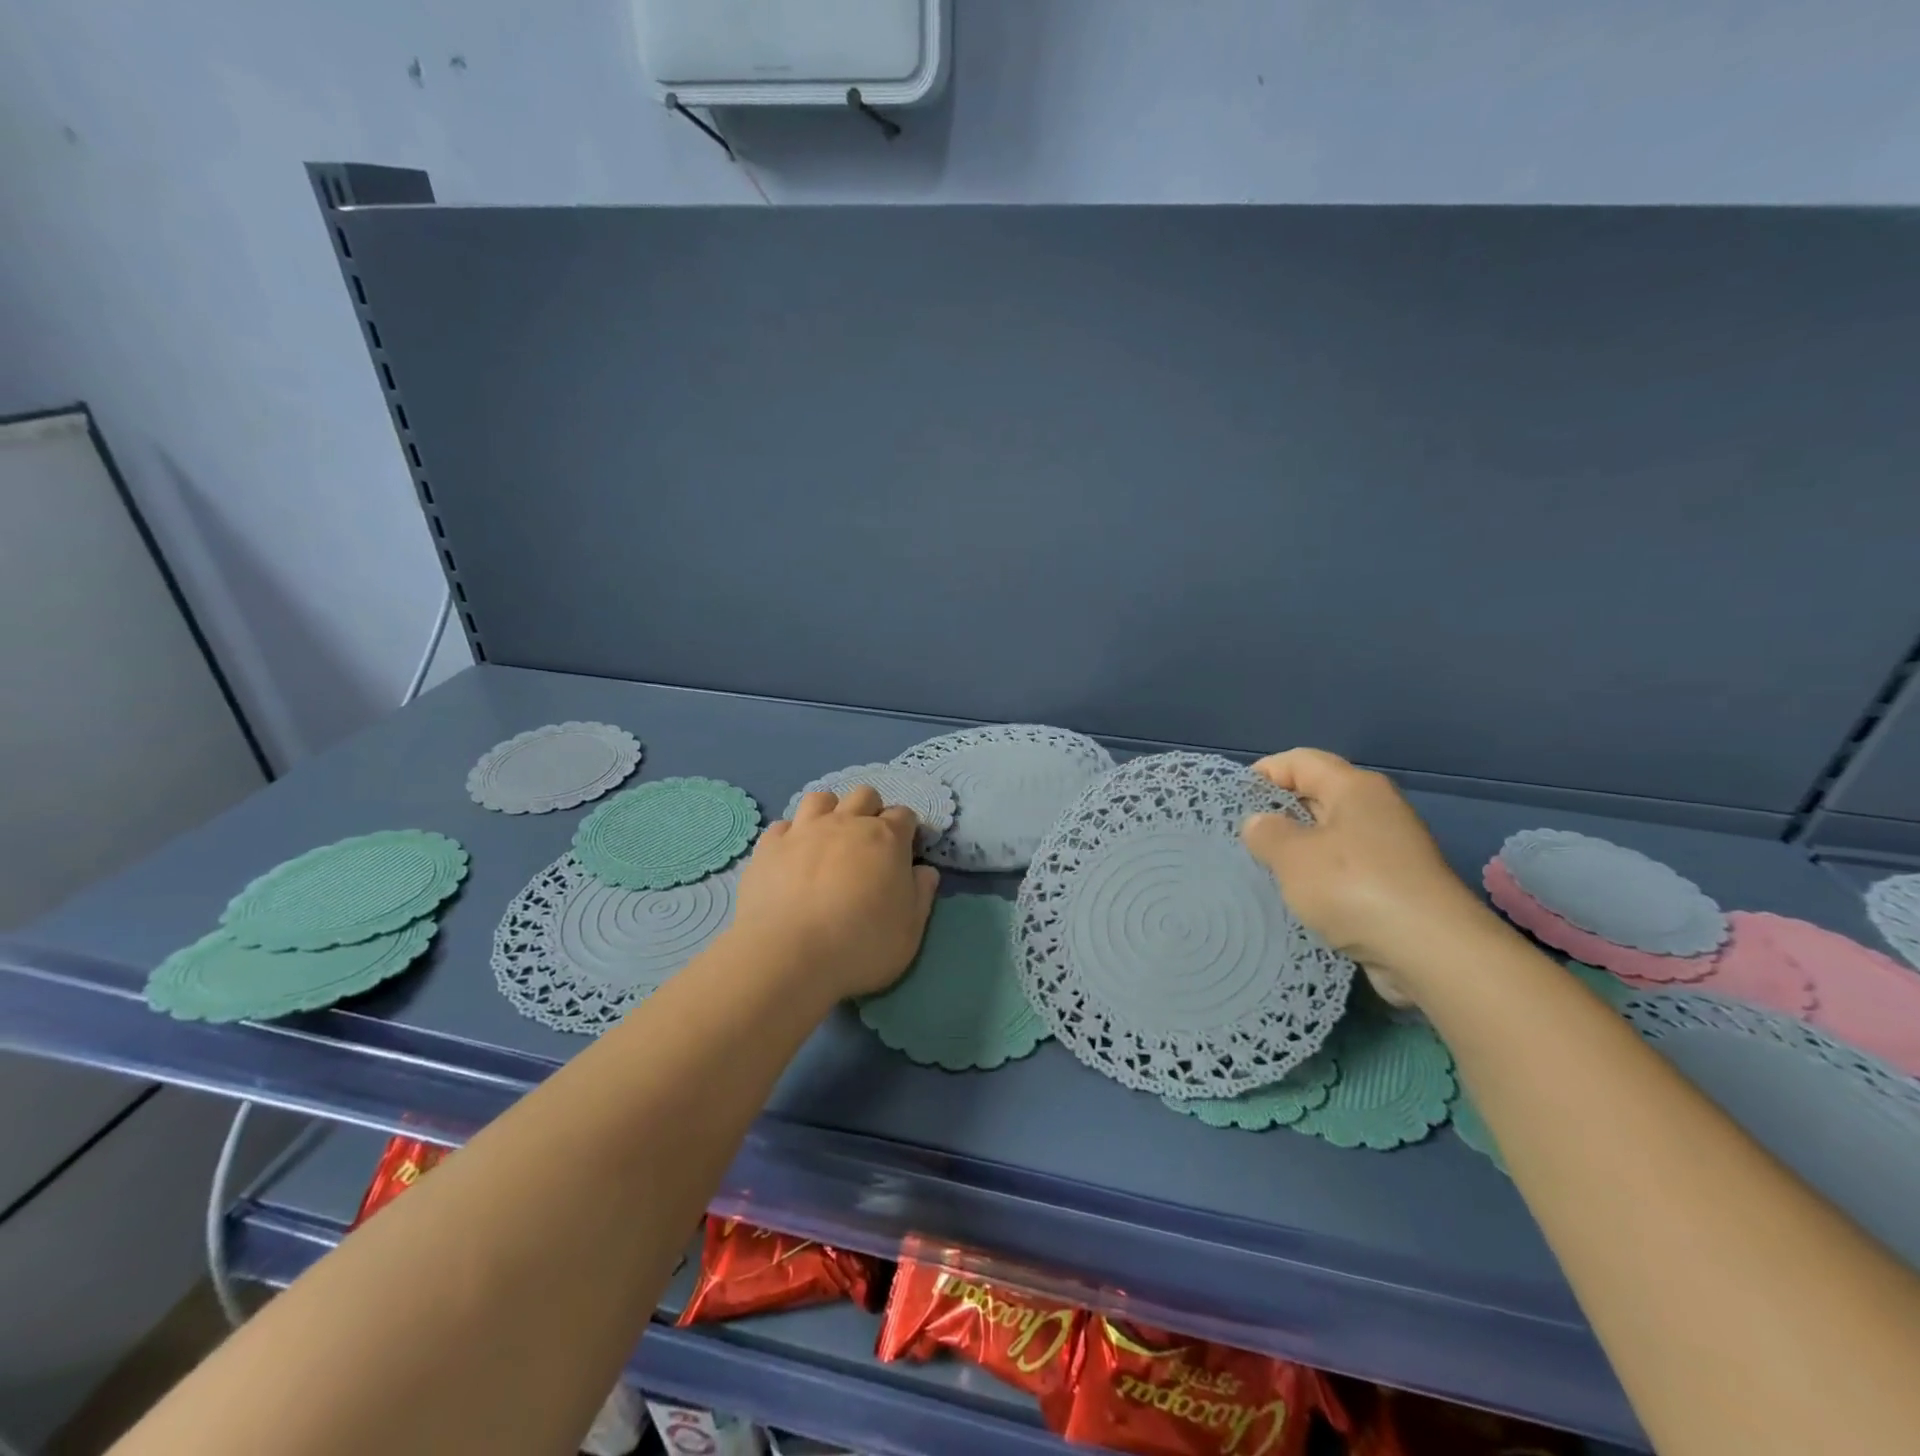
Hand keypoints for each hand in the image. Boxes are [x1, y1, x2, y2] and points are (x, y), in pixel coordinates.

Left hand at [731, 785, 940, 999]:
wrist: (788, 956)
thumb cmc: (861, 945)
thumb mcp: (910, 931)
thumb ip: (922, 895)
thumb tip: (925, 871)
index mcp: (886, 838)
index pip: (904, 815)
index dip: (907, 830)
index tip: (905, 852)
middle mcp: (846, 823)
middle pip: (864, 795)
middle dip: (871, 811)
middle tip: (868, 845)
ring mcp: (804, 830)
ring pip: (821, 799)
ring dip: (830, 812)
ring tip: (828, 840)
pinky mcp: (769, 846)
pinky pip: (783, 825)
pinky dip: (791, 835)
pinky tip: (792, 857)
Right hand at [1240, 748, 1495, 1005]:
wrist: (1432, 951)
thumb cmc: (1353, 887)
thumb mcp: (1292, 856)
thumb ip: (1266, 833)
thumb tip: (1260, 823)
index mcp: (1354, 787)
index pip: (1299, 761)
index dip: (1263, 773)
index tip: (1233, 801)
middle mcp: (1377, 808)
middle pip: (1317, 795)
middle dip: (1278, 813)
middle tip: (1243, 838)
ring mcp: (1391, 848)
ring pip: (1331, 835)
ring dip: (1298, 850)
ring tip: (1264, 870)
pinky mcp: (1398, 885)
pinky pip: (1347, 869)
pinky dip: (1321, 878)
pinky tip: (1301, 899)